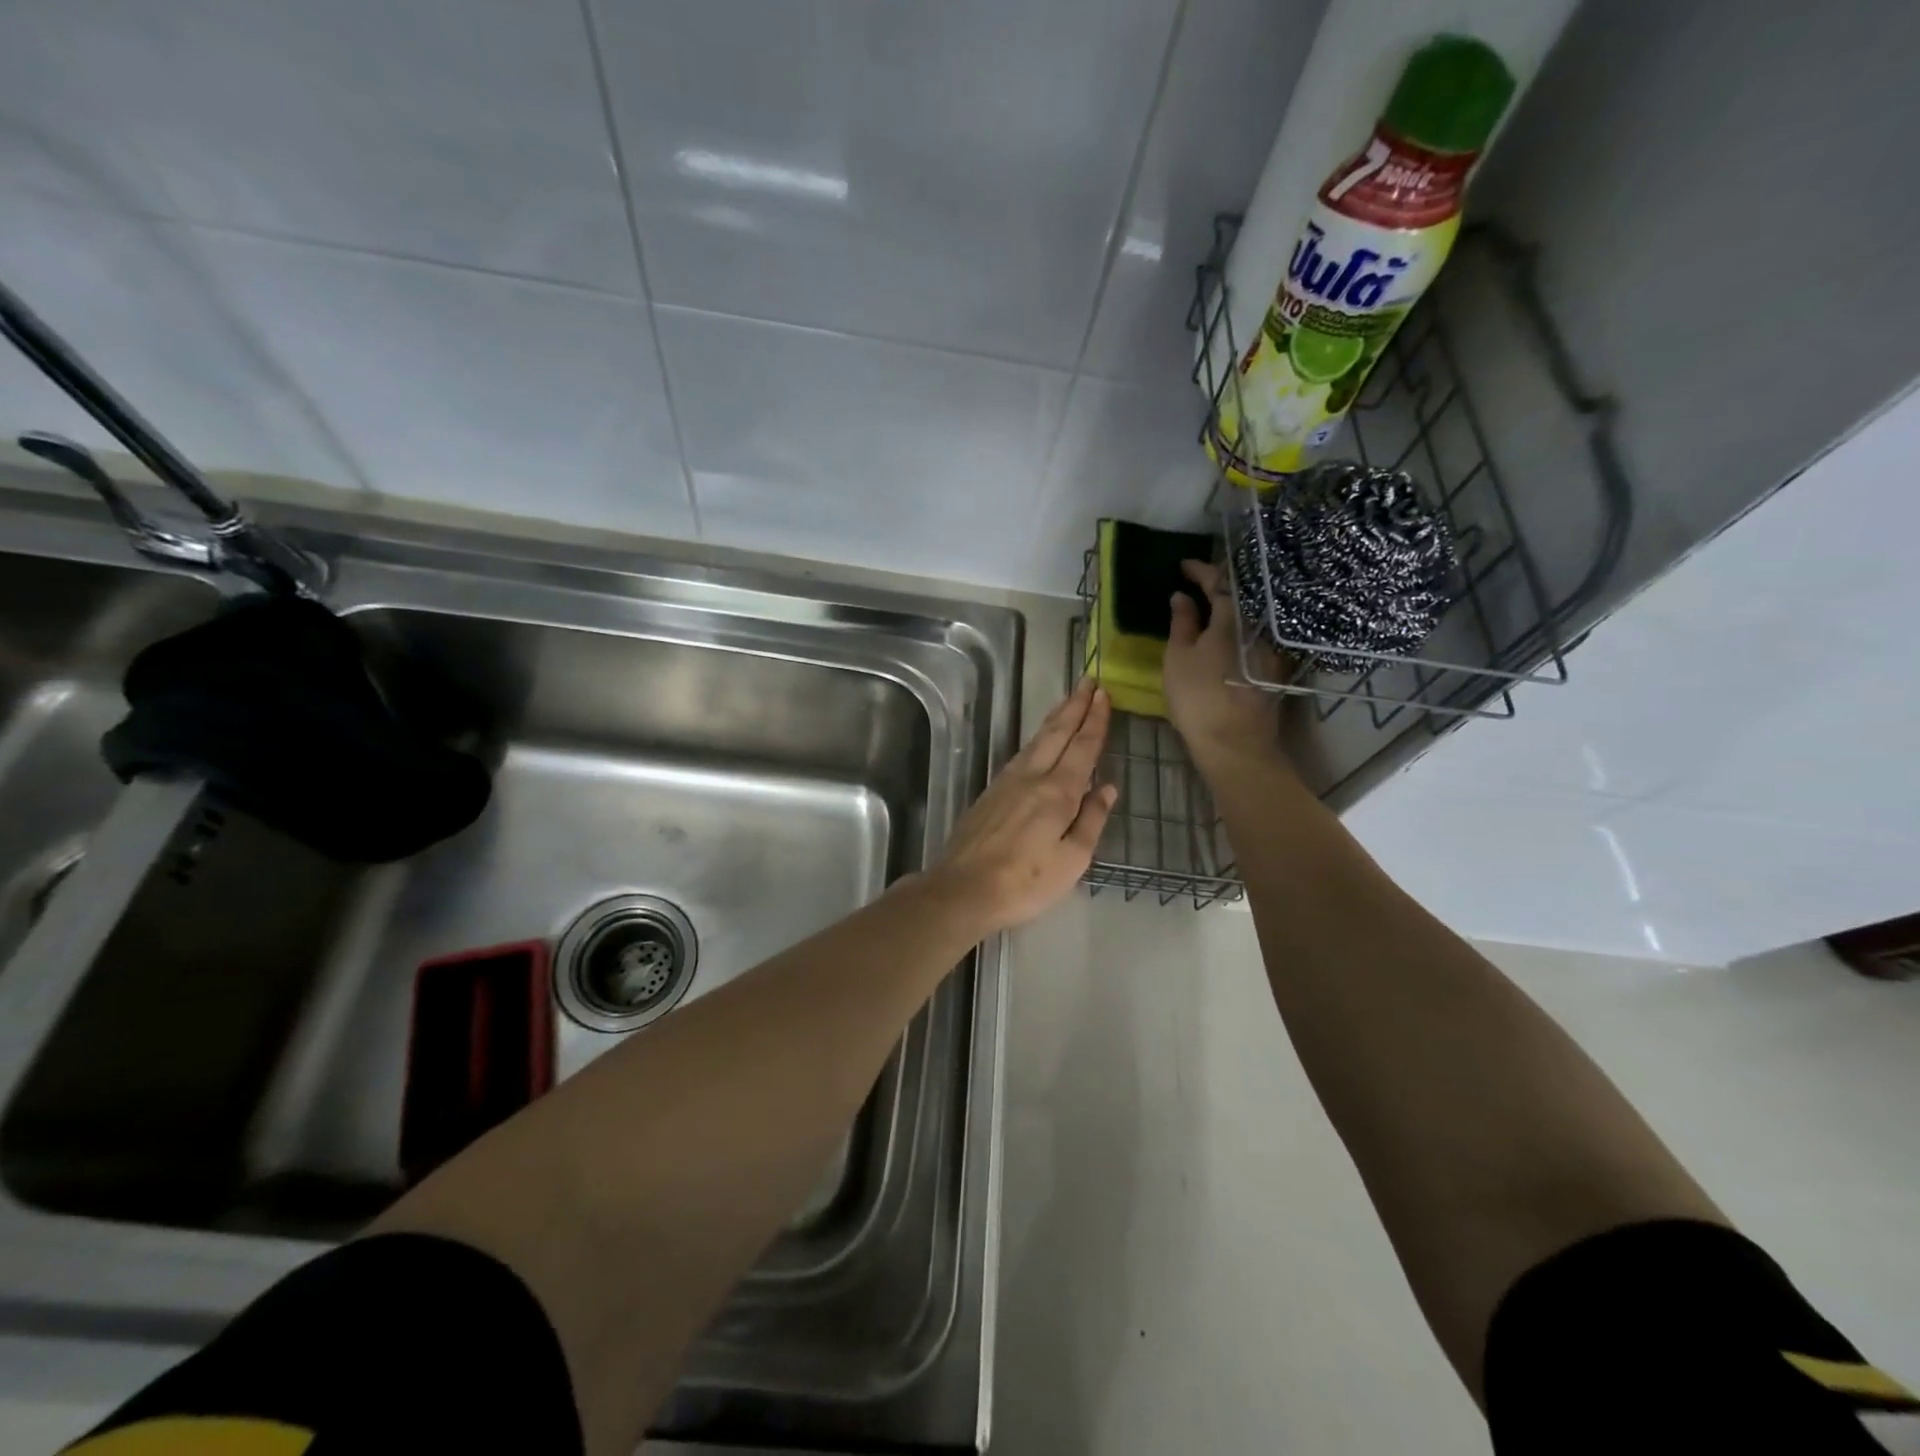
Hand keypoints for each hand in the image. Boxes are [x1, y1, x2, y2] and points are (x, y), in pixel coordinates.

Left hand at [931, 677, 1117, 932]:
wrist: (963, 888)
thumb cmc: (1026, 881)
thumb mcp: (1072, 859)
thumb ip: (1091, 820)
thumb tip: (1107, 788)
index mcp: (1057, 792)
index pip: (1082, 747)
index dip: (1095, 720)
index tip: (1104, 694)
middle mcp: (1032, 777)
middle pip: (1057, 733)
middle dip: (1075, 706)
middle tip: (1088, 681)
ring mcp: (1007, 782)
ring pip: (1036, 740)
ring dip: (1055, 718)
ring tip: (1068, 701)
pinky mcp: (991, 793)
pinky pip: (1022, 754)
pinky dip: (1037, 738)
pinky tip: (1040, 741)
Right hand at [1163, 560, 1283, 769]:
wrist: (1236, 744)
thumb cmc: (1199, 697)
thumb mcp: (1178, 657)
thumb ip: (1181, 623)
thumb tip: (1182, 596)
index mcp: (1233, 616)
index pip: (1218, 581)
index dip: (1200, 570)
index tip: (1182, 565)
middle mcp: (1258, 625)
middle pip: (1239, 597)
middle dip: (1217, 587)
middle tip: (1194, 584)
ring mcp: (1270, 648)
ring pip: (1248, 618)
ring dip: (1227, 609)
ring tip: (1206, 610)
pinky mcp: (1272, 669)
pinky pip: (1252, 637)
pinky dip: (1235, 630)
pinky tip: (1221, 637)